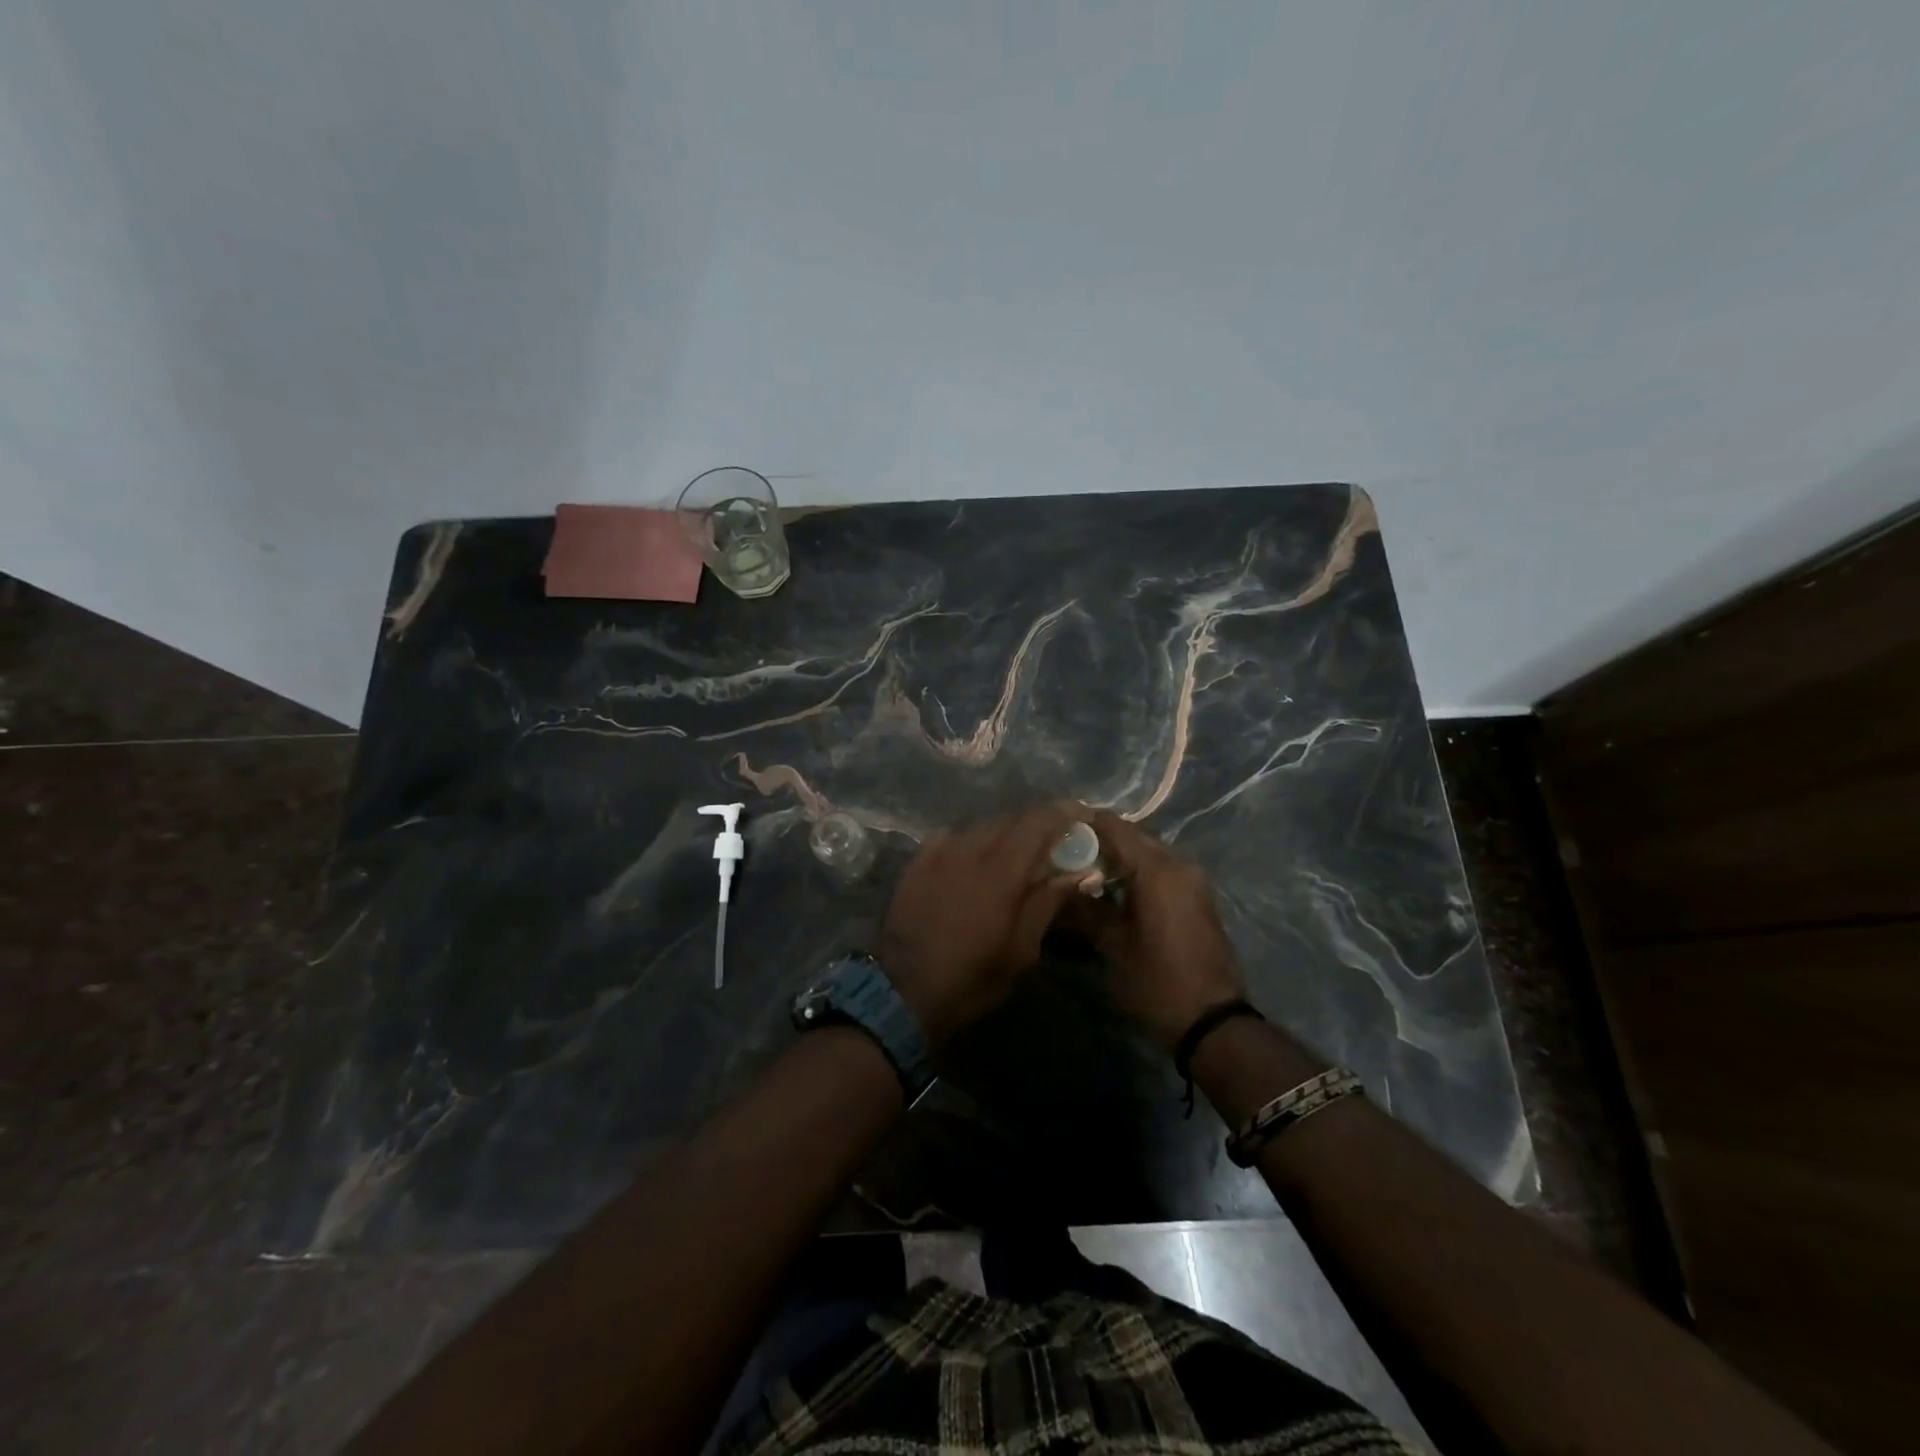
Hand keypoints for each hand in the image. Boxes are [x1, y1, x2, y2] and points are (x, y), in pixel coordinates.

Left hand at [878, 803, 1084, 1047]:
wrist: (904, 991)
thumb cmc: (972, 977)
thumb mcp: (1022, 949)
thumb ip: (1049, 902)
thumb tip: (1081, 872)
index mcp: (1001, 869)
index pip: (1038, 822)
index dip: (1064, 813)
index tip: (1083, 816)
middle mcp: (970, 848)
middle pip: (1012, 820)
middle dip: (1037, 825)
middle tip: (1055, 843)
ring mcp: (940, 851)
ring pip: (982, 827)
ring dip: (1006, 833)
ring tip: (1018, 854)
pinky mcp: (918, 860)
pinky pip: (955, 837)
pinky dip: (975, 842)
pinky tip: (977, 860)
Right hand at [1067, 810, 1245, 1048]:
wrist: (1212, 1022)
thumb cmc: (1157, 981)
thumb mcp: (1112, 945)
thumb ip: (1085, 907)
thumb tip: (1059, 885)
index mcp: (1157, 869)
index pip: (1114, 826)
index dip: (1083, 825)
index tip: (1054, 834)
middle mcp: (1178, 864)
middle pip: (1132, 836)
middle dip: (1100, 842)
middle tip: (1065, 855)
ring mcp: (1192, 879)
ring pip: (1147, 853)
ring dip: (1118, 858)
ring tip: (1084, 873)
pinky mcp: (1196, 896)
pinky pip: (1161, 869)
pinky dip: (1136, 872)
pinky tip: (1112, 890)